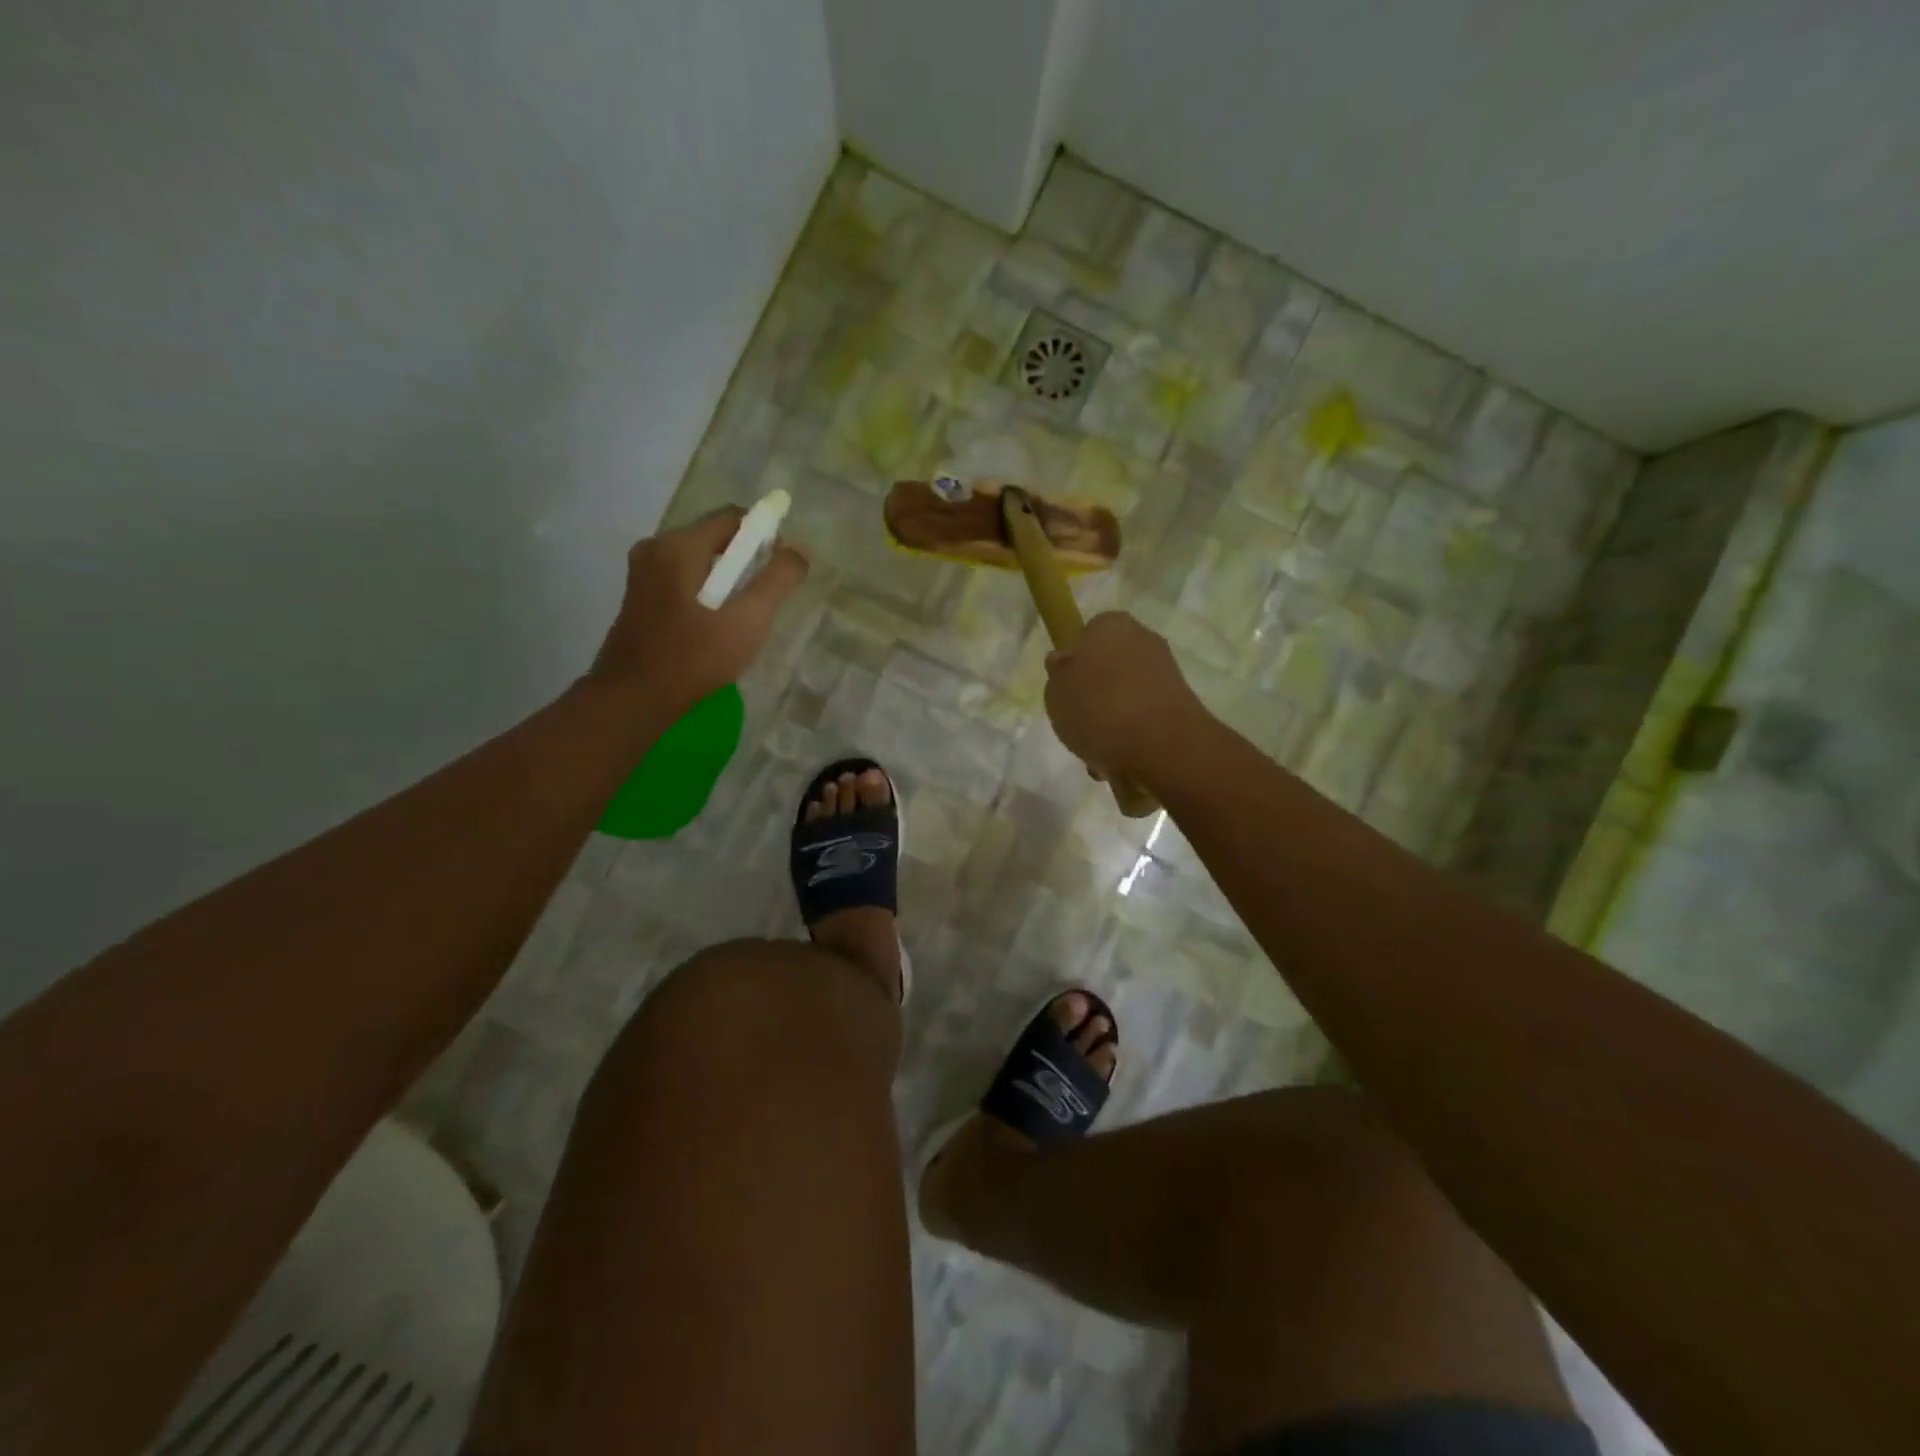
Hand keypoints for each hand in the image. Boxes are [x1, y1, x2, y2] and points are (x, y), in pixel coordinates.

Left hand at [587, 507, 808, 720]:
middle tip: (767, 600)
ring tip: (743, 618)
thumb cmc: (693, 658)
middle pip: (715, 538)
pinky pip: (684, 581)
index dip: (766, 536)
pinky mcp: (639, 598)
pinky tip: (716, 628)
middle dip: (747, 561)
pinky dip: (707, 593)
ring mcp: (642, 574)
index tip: (783, 570)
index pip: (733, 517)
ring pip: (700, 562)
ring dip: (728, 581)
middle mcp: (655, 548)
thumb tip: (800, 550)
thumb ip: (778, 580)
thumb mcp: (748, 620)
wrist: (633, 701)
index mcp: (678, 546)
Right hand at [1044, 612, 1205, 781]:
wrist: (1161, 745)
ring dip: (1112, 720)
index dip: (1074, 661)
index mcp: (1111, 626)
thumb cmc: (1098, 709)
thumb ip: (1058, 676)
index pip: (1088, 634)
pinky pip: (1145, 717)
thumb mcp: (1056, 693)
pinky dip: (1132, 735)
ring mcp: (1166, 672)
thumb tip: (1065, 663)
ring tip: (1098, 753)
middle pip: (1109, 667)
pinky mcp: (1181, 704)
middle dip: (1095, 696)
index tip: (1066, 689)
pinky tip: (1120, 760)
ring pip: (1126, 696)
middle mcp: (1143, 640)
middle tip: (1079, 724)